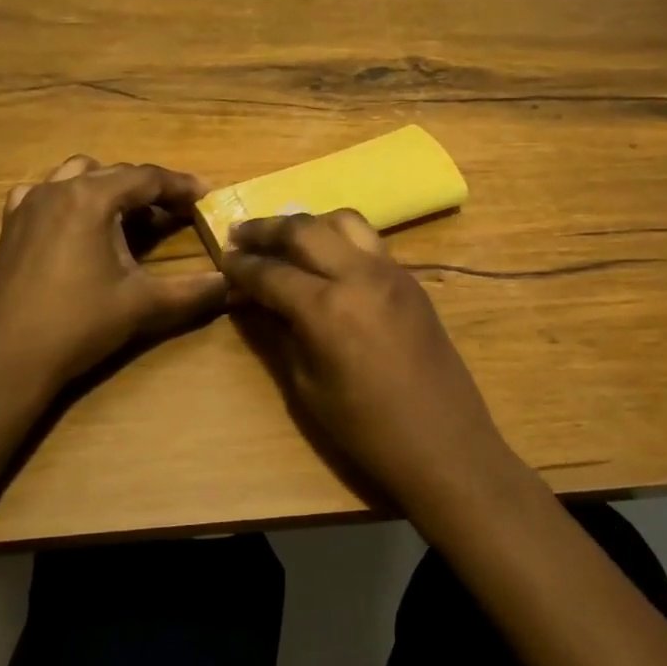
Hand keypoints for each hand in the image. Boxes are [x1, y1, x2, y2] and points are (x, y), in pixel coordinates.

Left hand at [0, 155, 226, 397]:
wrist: (6, 359)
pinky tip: (76, 222)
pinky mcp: (10, 225)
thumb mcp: (143, 305)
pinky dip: (68, 197)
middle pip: (114, 173)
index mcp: (92, 198)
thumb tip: (234, 283)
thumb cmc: (78, 324)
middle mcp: (58, 189)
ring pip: (77, 175)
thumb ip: (193, 291)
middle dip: (149, 189)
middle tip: (177, 212)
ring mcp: (28, 204)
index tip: (207, 196)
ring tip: (130, 216)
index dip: (181, 186)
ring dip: (108, 188)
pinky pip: (43, 193)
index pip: (147, 178)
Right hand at [221, 210, 518, 514]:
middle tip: (241, 235)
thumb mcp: (307, 386)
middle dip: (267, 229)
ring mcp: (391, 272)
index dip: (241, 266)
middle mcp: (359, 275)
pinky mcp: (411, 280)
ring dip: (308, 224)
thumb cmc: (366, 429)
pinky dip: (338, 238)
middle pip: (304, 229)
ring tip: (286, 239)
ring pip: (343, 221)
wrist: (444, 444)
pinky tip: (326, 259)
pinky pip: (368, 241)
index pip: (271, 272)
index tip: (222, 259)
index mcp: (327, 308)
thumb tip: (254, 301)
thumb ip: (279, 333)